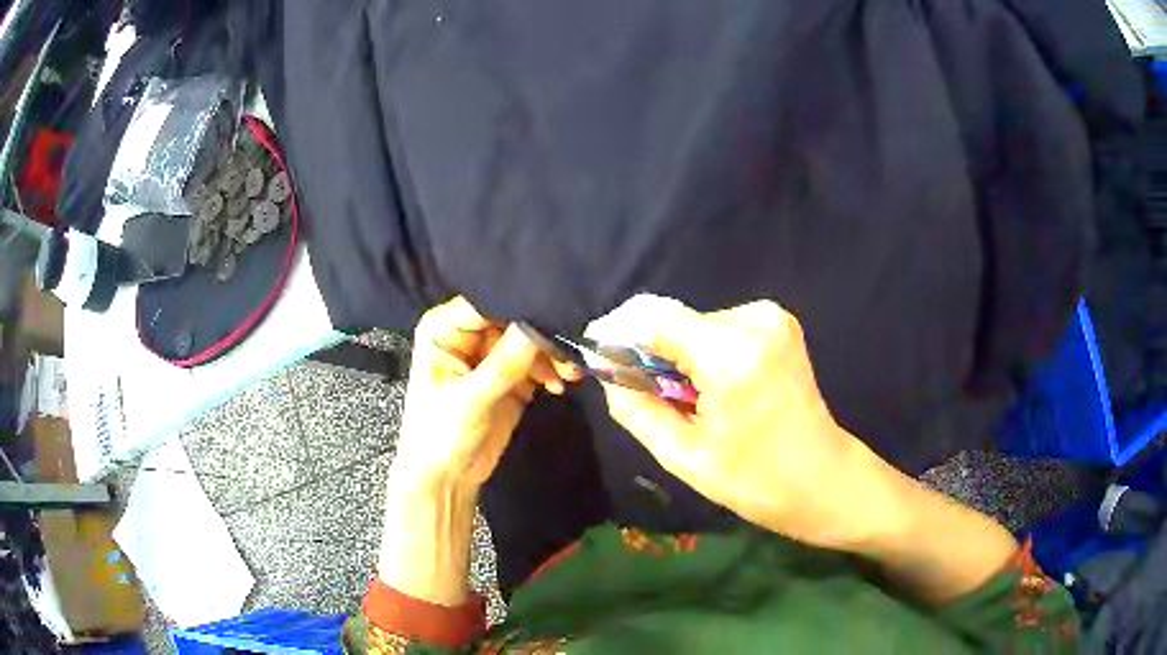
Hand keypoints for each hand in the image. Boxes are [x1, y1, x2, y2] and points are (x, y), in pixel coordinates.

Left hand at [394, 296, 576, 493]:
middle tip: (569, 348)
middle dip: (541, 334)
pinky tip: (560, 385)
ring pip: (529, 341)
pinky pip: (537, 363)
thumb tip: (538, 326)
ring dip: (552, 355)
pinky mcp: (511, 377)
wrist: (446, 479)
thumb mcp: (470, 399)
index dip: (518, 306)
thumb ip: (504, 364)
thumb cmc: (440, 434)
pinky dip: (552, 371)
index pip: (486, 303)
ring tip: (570, 374)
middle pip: (512, 320)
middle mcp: (468, 335)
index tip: (555, 311)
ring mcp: (491, 356)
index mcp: (445, 328)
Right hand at [589, 294, 874, 549]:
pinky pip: (717, 329)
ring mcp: (771, 317)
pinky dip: (699, 352)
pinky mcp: (777, 323)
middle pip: (673, 320)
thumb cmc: (756, 480)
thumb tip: (606, 371)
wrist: (823, 479)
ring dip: (674, 354)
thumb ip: (635, 407)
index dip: (615, 331)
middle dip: (644, 349)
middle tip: (635, 391)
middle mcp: (755, 321)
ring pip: (693, 324)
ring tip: (680, 398)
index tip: (592, 353)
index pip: (653, 317)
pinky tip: (707, 387)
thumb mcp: (684, 455)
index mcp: (732, 355)